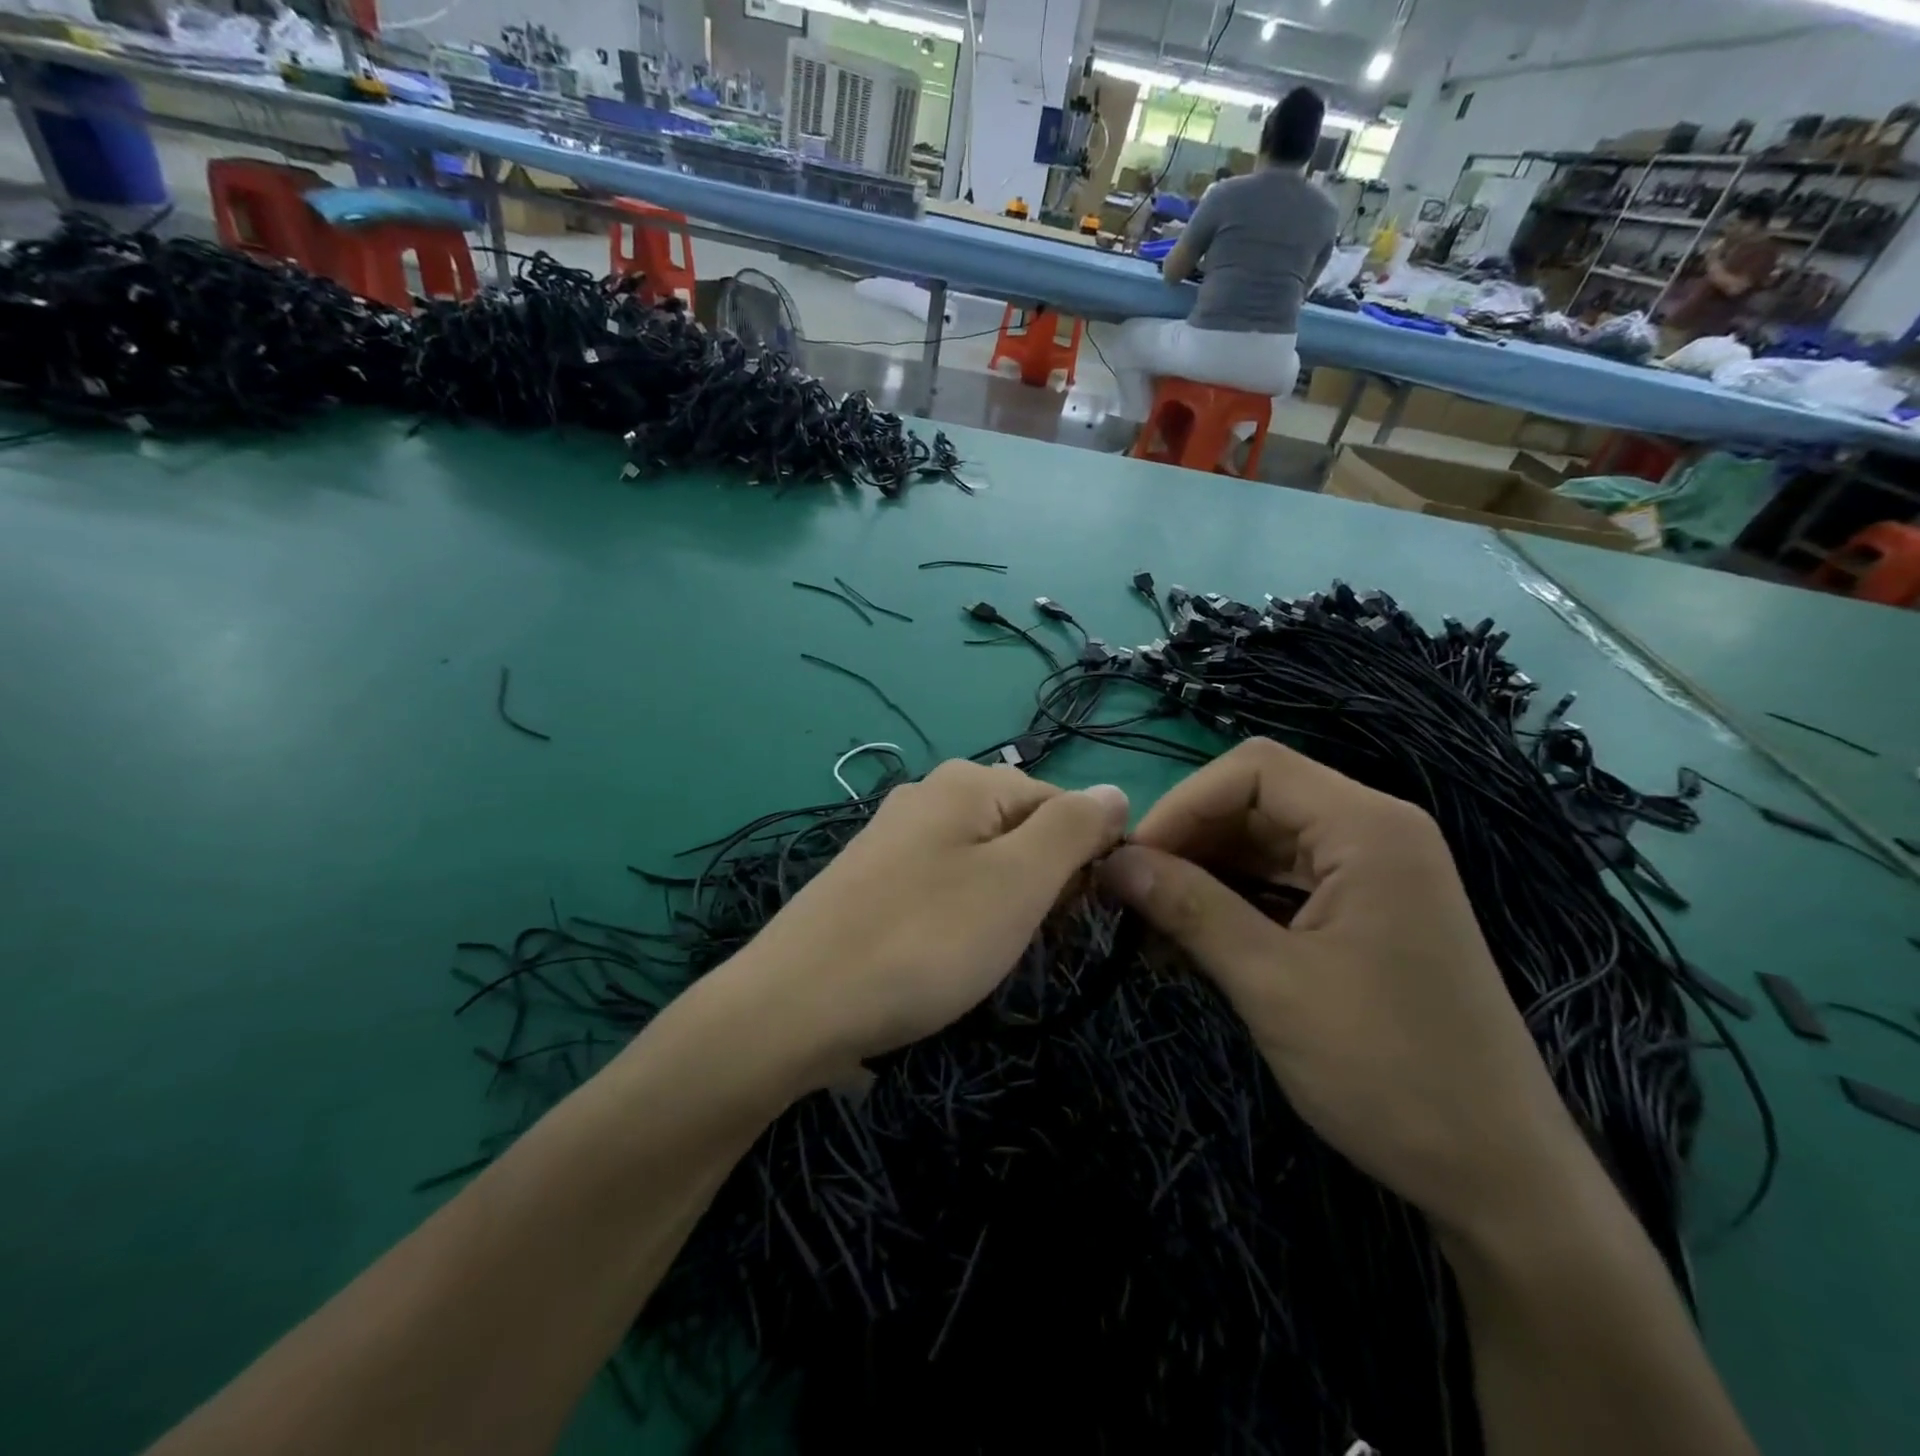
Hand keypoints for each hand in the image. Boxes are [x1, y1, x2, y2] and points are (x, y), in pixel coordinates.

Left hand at [726, 761, 1127, 1078]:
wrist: (795, 1005)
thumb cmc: (925, 939)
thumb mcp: (1018, 881)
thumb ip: (1074, 828)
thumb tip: (1115, 791)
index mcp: (967, 782)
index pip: (1062, 804)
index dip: (1082, 862)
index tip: (1070, 920)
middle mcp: (927, 795)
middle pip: (1021, 830)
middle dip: (1040, 886)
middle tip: (1022, 942)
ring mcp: (893, 838)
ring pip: (984, 863)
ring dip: (1003, 908)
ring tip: (982, 957)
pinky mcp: (871, 880)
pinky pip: (942, 887)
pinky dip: (961, 919)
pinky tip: (942, 956)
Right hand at [1099, 739, 1585, 1240]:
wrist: (1497, 1177)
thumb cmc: (1388, 1071)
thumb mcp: (1271, 983)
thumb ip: (1188, 908)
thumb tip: (1112, 863)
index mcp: (1368, 828)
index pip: (1254, 769)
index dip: (1183, 804)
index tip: (1131, 861)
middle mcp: (1374, 833)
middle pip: (1256, 802)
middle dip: (1187, 842)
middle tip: (1128, 895)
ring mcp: (1373, 874)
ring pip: (1263, 844)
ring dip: (1202, 876)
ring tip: (1148, 925)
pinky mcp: (1365, 913)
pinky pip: (1282, 884)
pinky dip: (1232, 904)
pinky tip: (1189, 942)